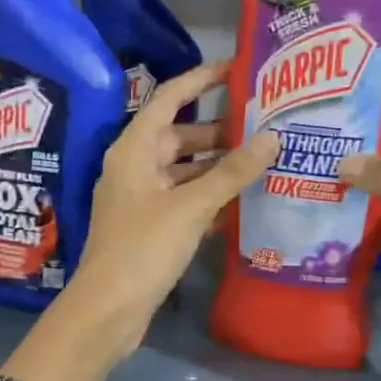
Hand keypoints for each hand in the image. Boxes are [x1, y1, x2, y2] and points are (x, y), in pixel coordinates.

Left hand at [72, 61, 279, 356]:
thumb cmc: (143, 248)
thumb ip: (231, 172)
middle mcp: (135, 168)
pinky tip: (243, 202)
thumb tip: (271, 138)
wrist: (108, 310)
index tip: (235, 70)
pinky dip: (210, 198)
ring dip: (218, 168)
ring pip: (185, 172)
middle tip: (264, 127)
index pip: (168, 99)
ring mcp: (142, 200)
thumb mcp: (191, 206)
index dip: (200, 81)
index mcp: (134, 150)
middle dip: (219, 132)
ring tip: (263, 162)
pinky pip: (184, 201)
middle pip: (180, 137)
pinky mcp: (151, 228)